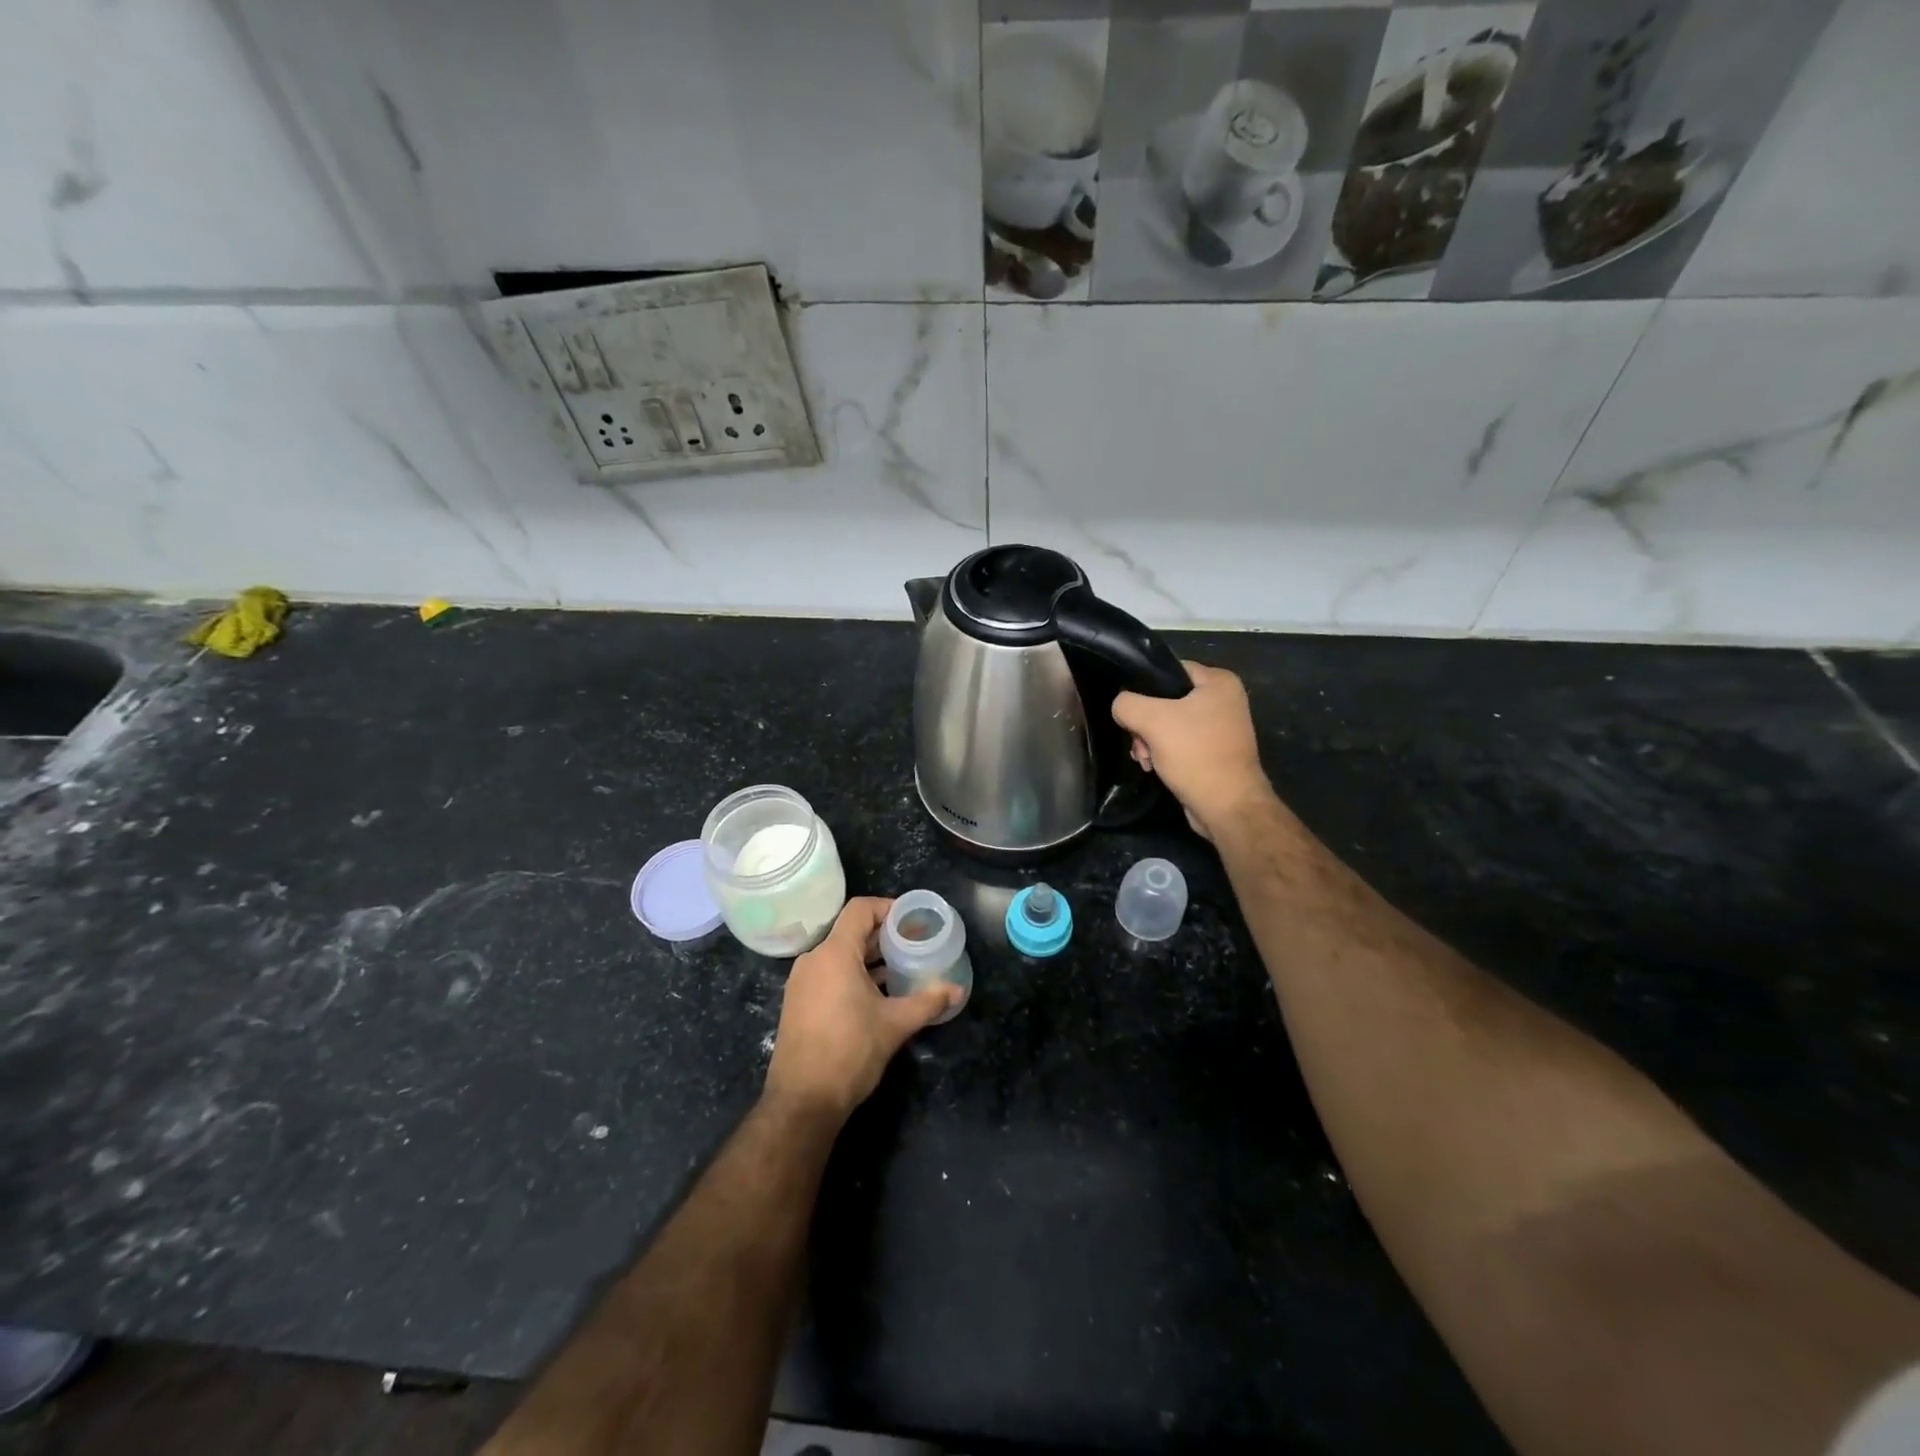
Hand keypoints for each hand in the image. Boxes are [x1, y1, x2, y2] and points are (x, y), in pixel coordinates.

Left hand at [764, 897, 958, 1120]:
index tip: (912, 920)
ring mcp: (802, 983)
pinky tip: (877, 994)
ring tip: (900, 968)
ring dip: (869, 957)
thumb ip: (927, 1002)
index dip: (887, 908)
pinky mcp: (798, 1003)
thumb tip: (957, 990)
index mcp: (834, 954)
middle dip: (883, 936)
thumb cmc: (850, 1052)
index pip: (860, 910)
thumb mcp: (895, 1025)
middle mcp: (813, 960)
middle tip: (914, 944)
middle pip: (850, 932)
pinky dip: (853, 975)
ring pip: (839, 955)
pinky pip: (829, 974)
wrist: (803, 1101)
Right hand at [1113, 661, 1273, 840]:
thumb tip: (1121, 706)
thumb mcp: (1152, 720)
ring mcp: (1221, 728)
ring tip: (1144, 758)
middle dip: (1145, 722)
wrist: (1226, 806)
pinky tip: (1153, 766)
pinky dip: (1163, 752)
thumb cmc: (1195, 754)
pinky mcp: (1214, 752)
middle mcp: (1224, 700)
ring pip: (1169, 723)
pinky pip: (1180, 743)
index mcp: (1219, 682)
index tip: (1129, 708)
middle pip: (1166, 700)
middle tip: (1138, 742)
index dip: (1144, 686)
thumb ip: (1127, 704)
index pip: (1169, 670)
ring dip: (1150, 740)